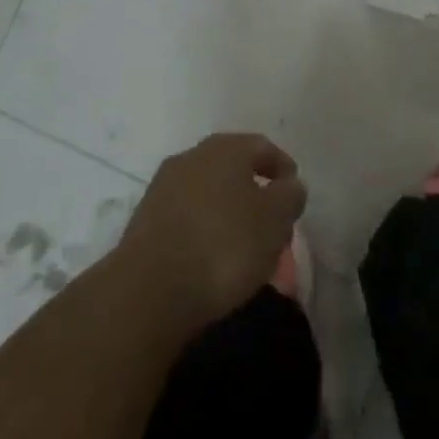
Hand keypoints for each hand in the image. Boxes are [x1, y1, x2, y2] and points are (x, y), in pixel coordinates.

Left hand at [118, 133, 306, 335]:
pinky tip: (210, 260)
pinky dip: (203, 231)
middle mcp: (192, 156)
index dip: (282, 169)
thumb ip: (289, 196)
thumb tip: (289, 185)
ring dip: (226, 212)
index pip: (262, 146)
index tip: (294, 197)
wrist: (148, 291)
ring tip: (242, 247)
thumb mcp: (274, 220)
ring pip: (207, 193)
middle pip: (232, 168)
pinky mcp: (144, 221)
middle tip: (271, 224)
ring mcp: (164, 187)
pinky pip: (186, 218)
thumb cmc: (223, 245)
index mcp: (225, 147)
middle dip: (254, 192)